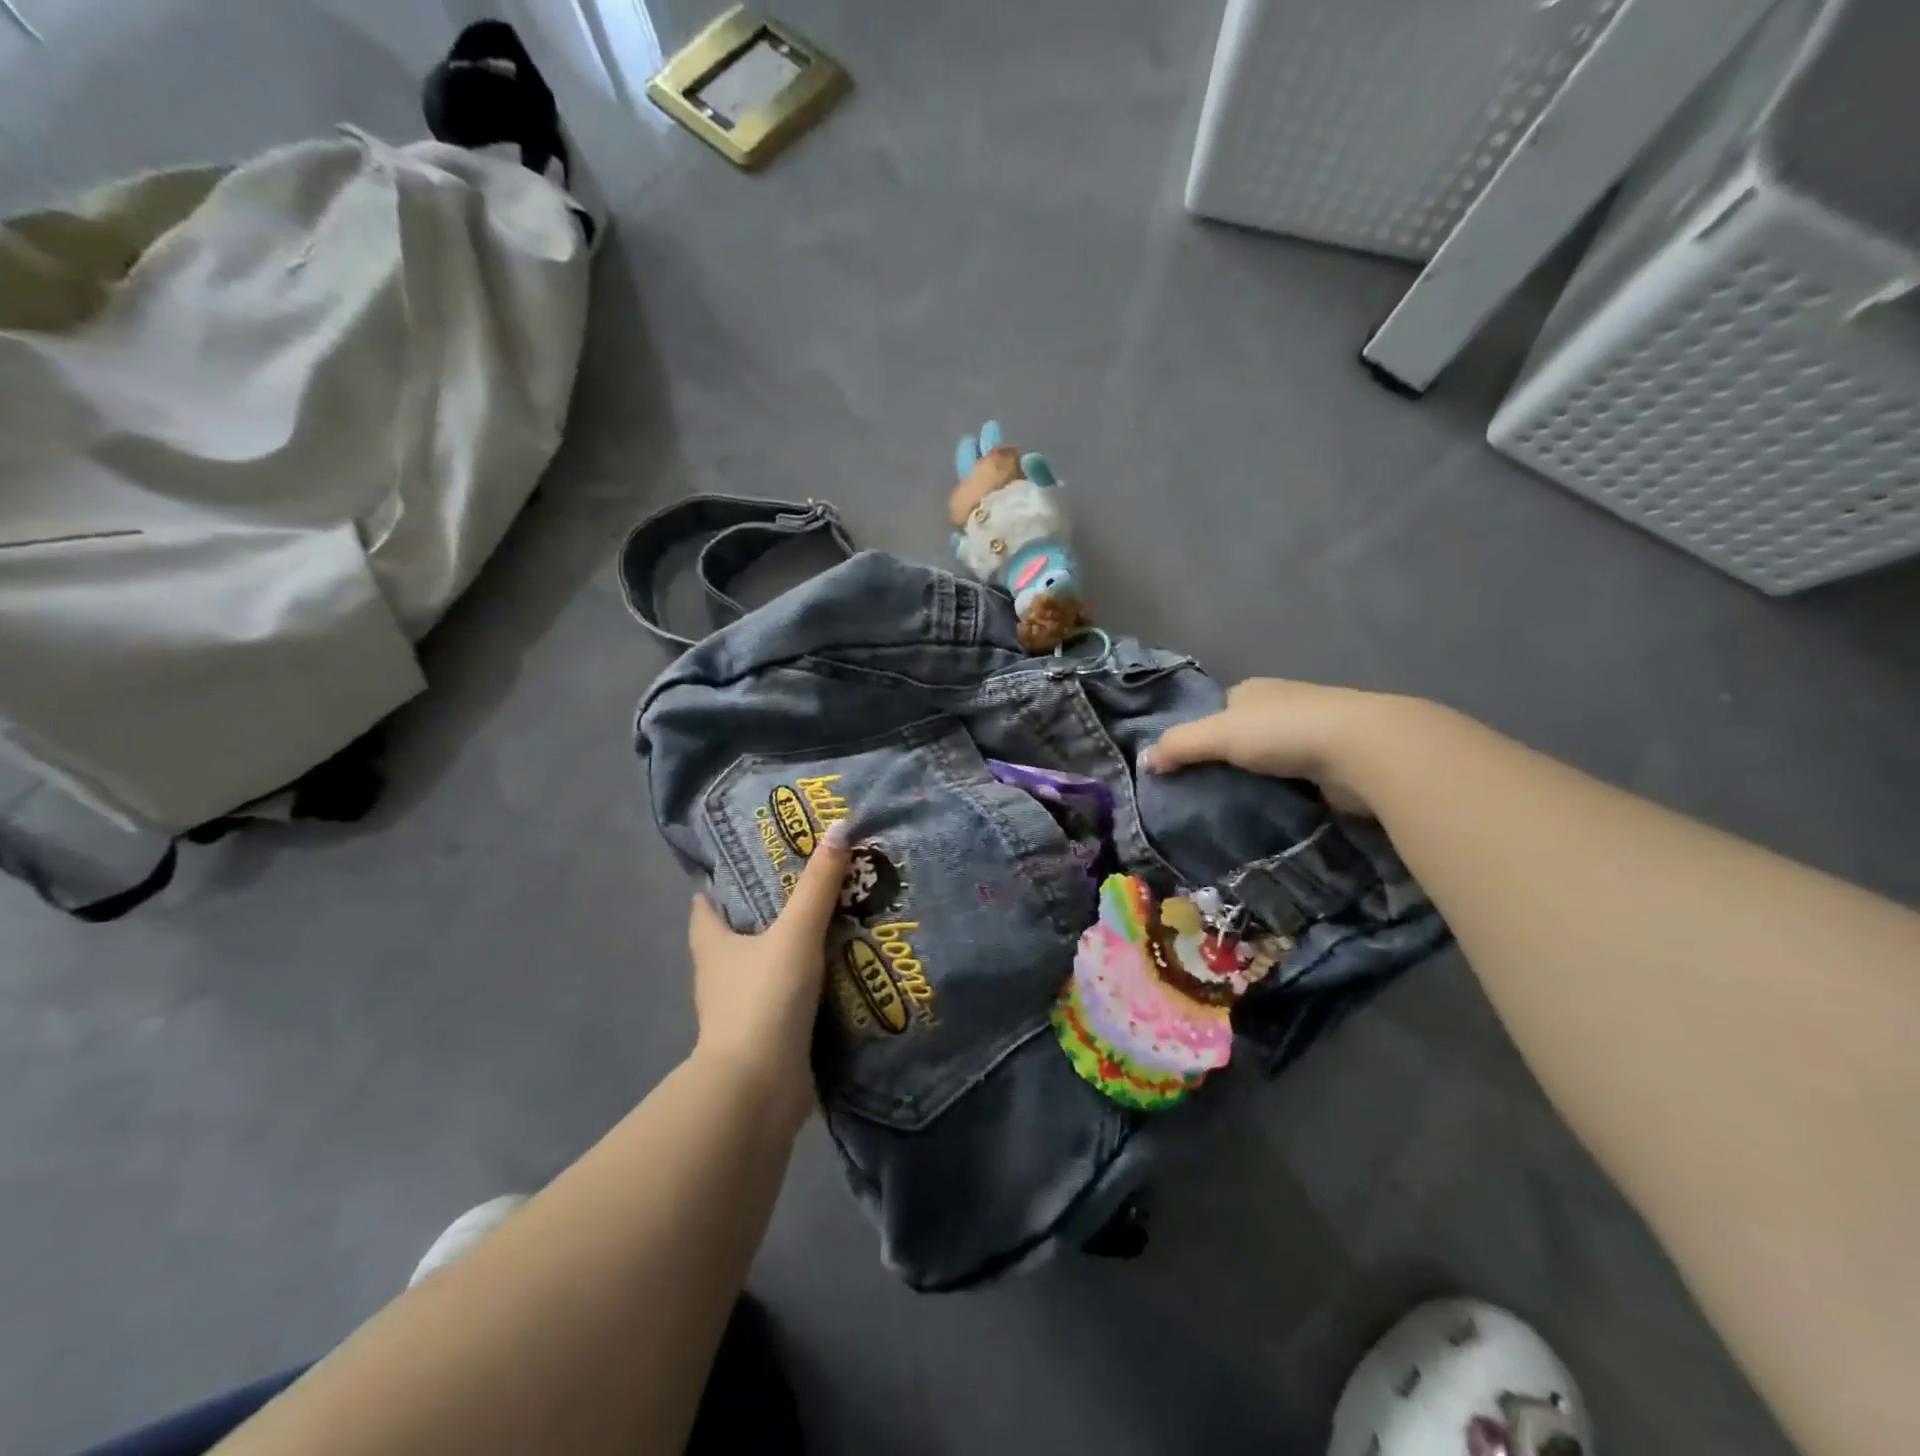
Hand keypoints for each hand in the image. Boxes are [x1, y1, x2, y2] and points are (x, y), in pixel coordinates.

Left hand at [687, 819, 851, 1127]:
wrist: (758, 1089)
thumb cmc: (763, 999)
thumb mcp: (795, 933)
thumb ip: (818, 886)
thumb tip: (838, 827)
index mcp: (713, 945)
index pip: (706, 905)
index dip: (722, 883)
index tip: (753, 861)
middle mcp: (720, 975)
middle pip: (738, 934)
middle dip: (767, 912)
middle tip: (808, 885)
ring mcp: (741, 1009)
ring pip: (765, 967)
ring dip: (791, 949)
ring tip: (833, 922)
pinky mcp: (766, 1036)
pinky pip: (788, 998)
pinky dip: (807, 984)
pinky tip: (839, 971)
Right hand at [1141, 678, 1419, 816]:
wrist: (1363, 750)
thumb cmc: (1283, 732)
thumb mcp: (1218, 734)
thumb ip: (1179, 745)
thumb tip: (1144, 761)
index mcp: (1254, 690)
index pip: (1218, 711)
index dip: (1200, 735)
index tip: (1185, 767)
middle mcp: (1282, 706)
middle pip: (1244, 734)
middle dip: (1228, 759)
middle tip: (1205, 794)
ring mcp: (1311, 733)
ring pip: (1270, 758)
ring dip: (1257, 778)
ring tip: (1233, 808)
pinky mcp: (1333, 763)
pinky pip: (1295, 779)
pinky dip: (1283, 793)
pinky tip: (1271, 811)